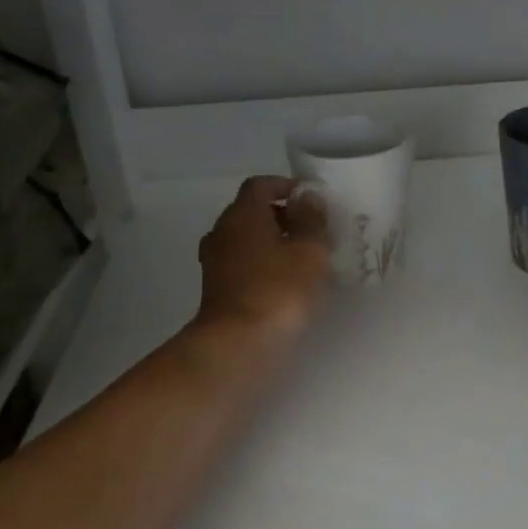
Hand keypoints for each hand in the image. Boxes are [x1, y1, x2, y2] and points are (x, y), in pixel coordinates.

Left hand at [195, 176, 332, 342]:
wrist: (239, 343)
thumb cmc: (279, 289)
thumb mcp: (310, 250)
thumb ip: (312, 219)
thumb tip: (307, 196)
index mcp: (243, 214)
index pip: (261, 185)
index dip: (285, 186)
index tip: (311, 199)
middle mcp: (222, 231)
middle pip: (251, 212)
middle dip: (281, 216)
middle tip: (312, 231)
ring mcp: (215, 262)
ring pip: (245, 241)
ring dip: (271, 244)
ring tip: (302, 259)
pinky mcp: (216, 290)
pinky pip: (242, 266)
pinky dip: (262, 266)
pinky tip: (285, 284)